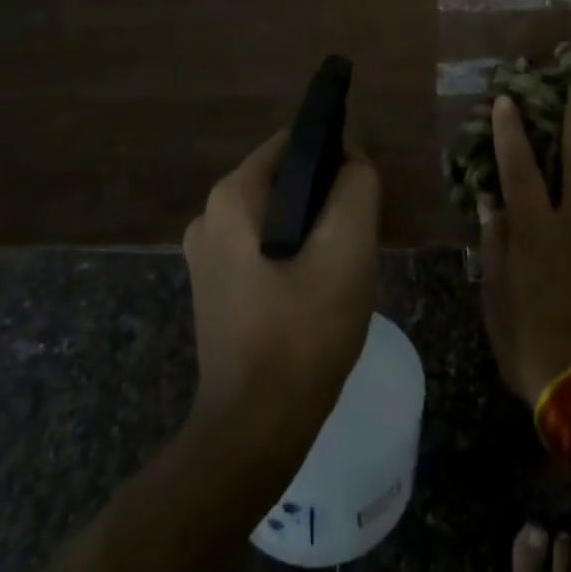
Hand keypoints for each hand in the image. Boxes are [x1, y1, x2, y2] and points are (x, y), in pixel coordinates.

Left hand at [182, 132, 379, 455]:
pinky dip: (296, 258)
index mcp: (231, 197)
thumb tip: (351, 159)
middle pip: (286, 181)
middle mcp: (209, 217)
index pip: (293, 143)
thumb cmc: (303, 331)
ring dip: (316, 233)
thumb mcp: (347, 247)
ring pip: (280, 218)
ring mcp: (208, 257)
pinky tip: (318, 295)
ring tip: (342, 271)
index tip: (362, 194)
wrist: (256, 428)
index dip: (335, 156)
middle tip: (357, 241)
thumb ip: (356, 185)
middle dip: (327, 200)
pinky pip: (266, 250)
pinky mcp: (217, 289)